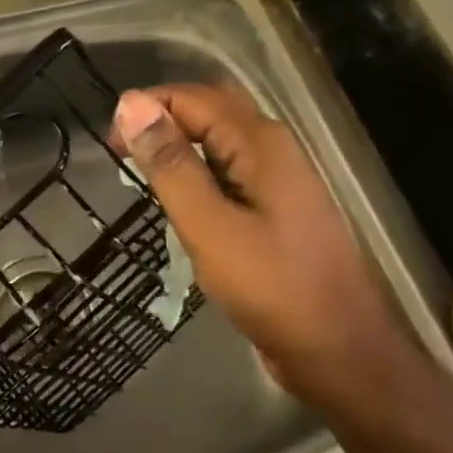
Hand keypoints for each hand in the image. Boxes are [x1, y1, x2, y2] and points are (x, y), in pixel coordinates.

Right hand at [112, 84, 411, 407]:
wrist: (342, 354)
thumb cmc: (273, 290)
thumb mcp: (210, 226)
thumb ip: (170, 164)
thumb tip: (130, 104)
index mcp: (260, 142)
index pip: (191, 97)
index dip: (146, 109)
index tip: (110, 148)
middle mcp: (273, 148)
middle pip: (209, 109)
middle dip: (162, 121)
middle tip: (125, 157)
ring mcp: (278, 178)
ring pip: (219, 140)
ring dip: (179, 148)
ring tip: (144, 181)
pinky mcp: (276, 207)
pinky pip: (229, 170)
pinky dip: (198, 175)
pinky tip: (181, 205)